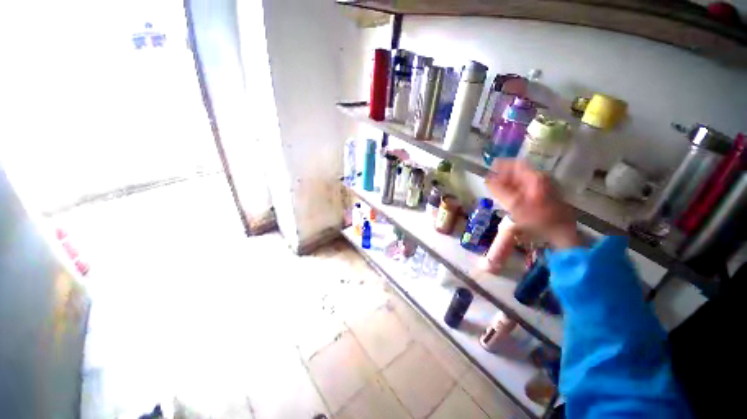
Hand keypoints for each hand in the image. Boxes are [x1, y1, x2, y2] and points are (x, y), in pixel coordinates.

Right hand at [485, 160, 580, 248]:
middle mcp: (540, 179)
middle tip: (491, 184)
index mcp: (535, 179)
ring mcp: (543, 187)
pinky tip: (508, 199)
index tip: (490, 168)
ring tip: (496, 192)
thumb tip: (487, 180)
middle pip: (518, 172)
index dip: (502, 164)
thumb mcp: (516, 205)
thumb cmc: (539, 219)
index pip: (517, 164)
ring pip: (521, 181)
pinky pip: (525, 188)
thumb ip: (500, 191)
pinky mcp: (543, 195)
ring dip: (507, 184)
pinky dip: (514, 191)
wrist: (561, 232)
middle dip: (503, 176)